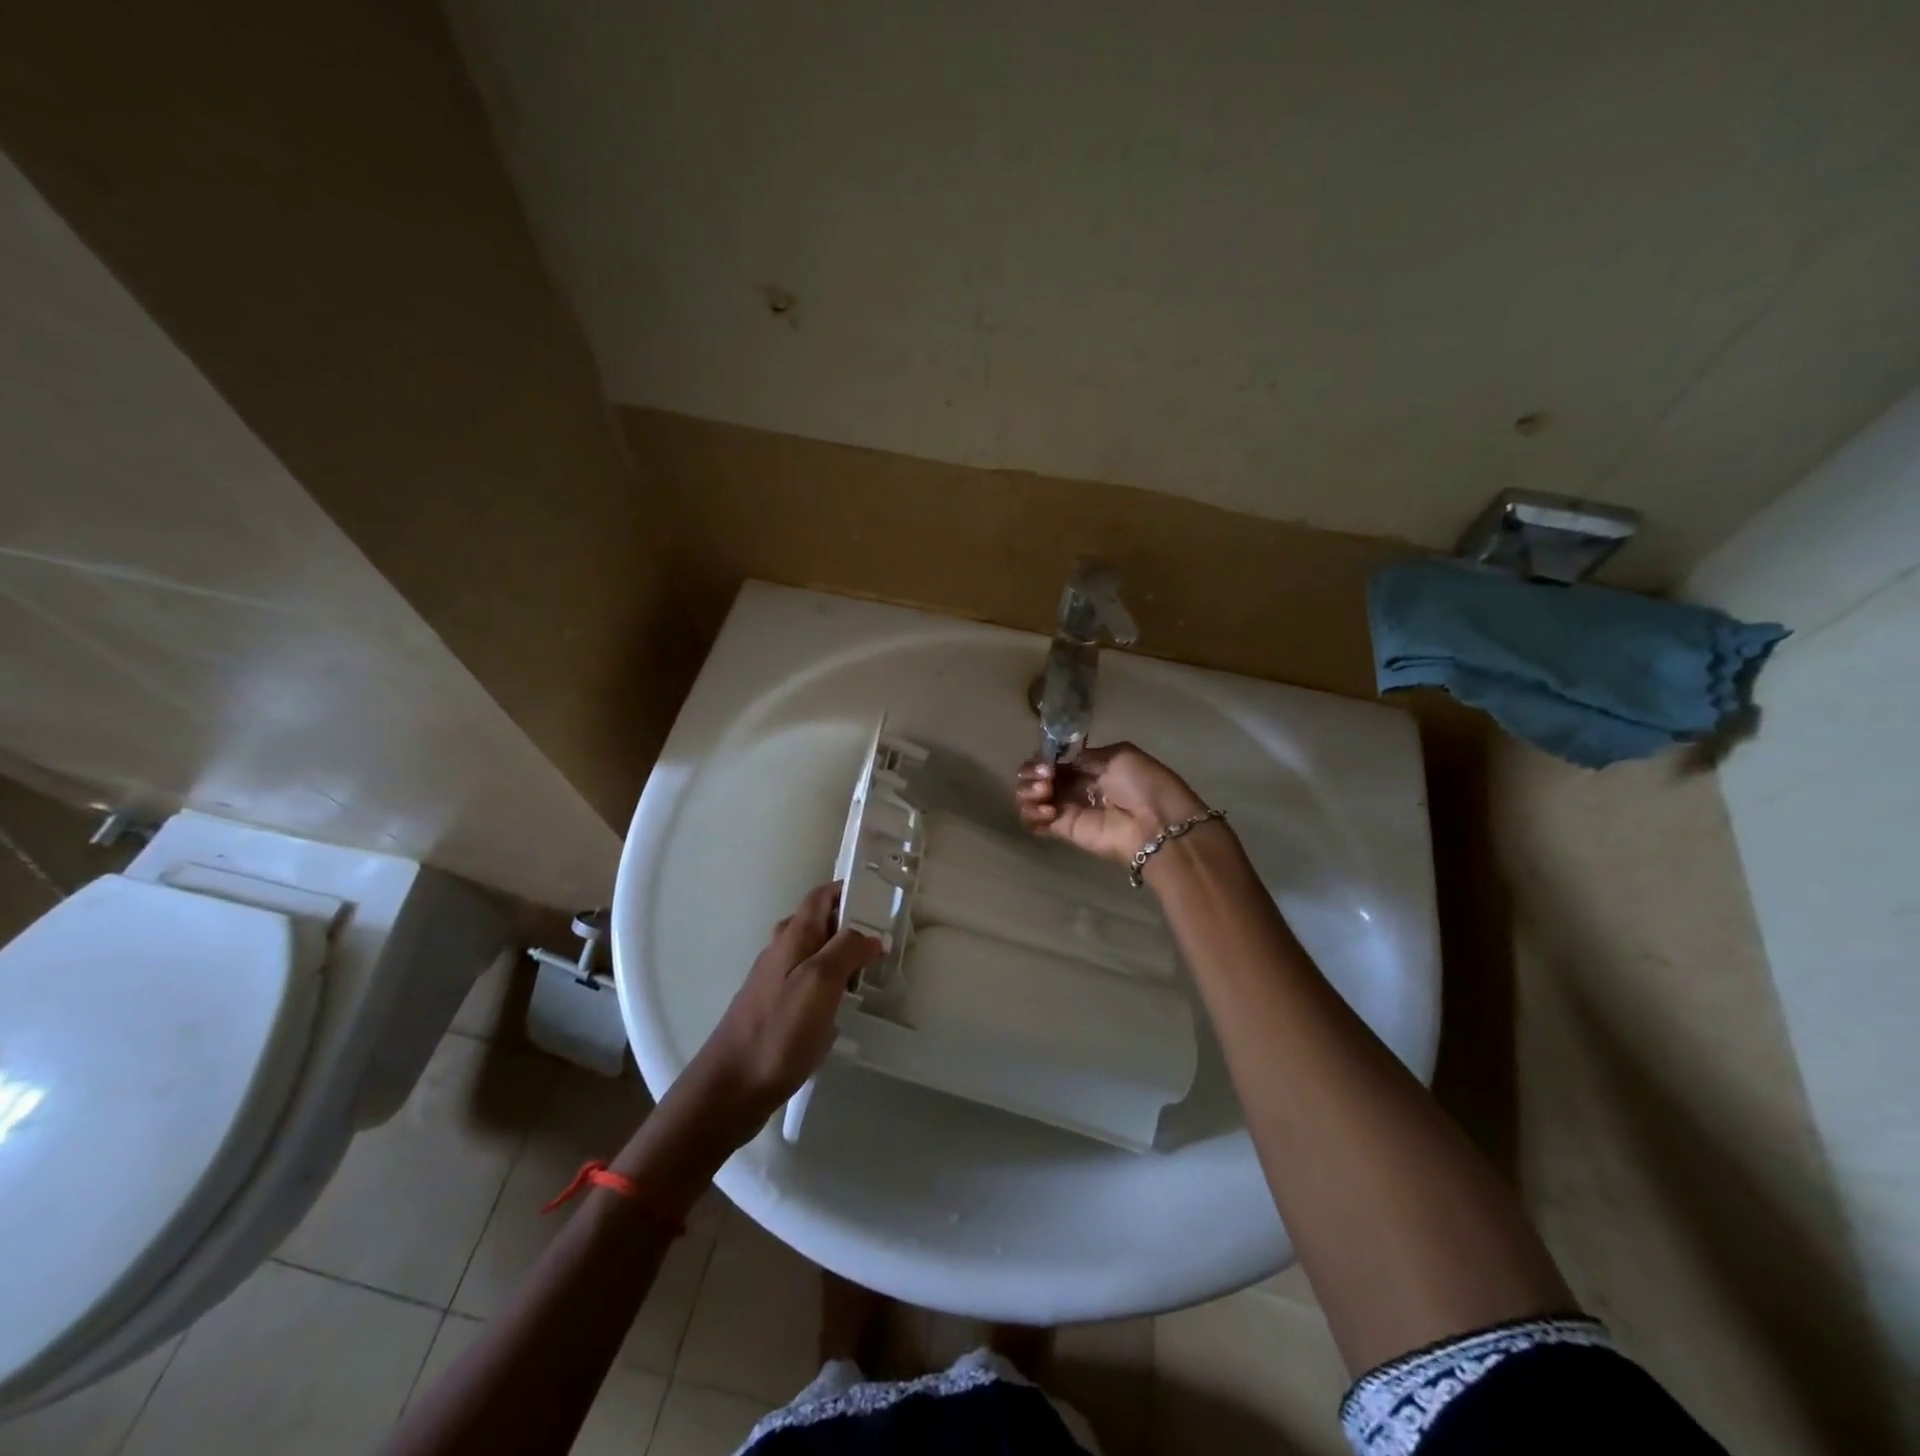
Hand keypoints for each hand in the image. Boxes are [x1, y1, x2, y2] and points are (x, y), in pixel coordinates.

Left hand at [681, 882, 881, 1143]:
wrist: (731, 1089)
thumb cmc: (779, 1031)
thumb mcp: (820, 983)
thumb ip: (846, 950)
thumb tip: (869, 935)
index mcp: (793, 936)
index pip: (822, 896)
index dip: (849, 891)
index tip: (881, 900)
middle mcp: (782, 950)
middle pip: (820, 922)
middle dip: (851, 925)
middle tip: (883, 942)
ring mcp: (776, 980)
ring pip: (815, 953)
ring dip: (842, 955)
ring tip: (871, 974)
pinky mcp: (775, 1008)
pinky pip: (809, 981)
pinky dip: (831, 983)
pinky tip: (843, 1006)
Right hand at [1015, 742, 1208, 865]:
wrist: (1157, 823)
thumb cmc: (1143, 784)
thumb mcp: (1118, 755)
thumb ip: (1084, 757)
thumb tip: (1059, 761)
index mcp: (1090, 766)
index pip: (1053, 759)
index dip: (1043, 757)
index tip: (1047, 761)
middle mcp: (1075, 786)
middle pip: (1036, 777)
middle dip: (1032, 773)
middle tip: (1046, 779)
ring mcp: (1067, 809)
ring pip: (1029, 799)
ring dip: (1028, 792)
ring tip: (1046, 794)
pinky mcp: (1064, 831)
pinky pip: (1034, 822)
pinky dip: (1031, 814)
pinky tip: (1048, 811)